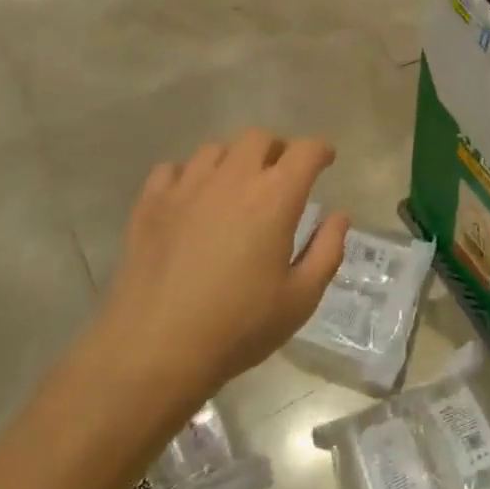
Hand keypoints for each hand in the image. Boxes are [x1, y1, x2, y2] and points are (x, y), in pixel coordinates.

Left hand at [94, 128, 349, 412]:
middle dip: (277, 150)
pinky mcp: (150, 204)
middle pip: (259, 138)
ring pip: (215, 149)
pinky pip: (172, 169)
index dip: (320, 150)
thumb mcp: (300, 299)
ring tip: (235, 188)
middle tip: (281, 176)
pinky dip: (188, 176)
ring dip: (234, 160)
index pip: (305, 151)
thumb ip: (327, 250)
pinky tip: (191, 200)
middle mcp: (232, 178)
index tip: (325, 161)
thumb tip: (338, 216)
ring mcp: (186, 187)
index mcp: (275, 197)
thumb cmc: (238, 327)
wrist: (154, 350)